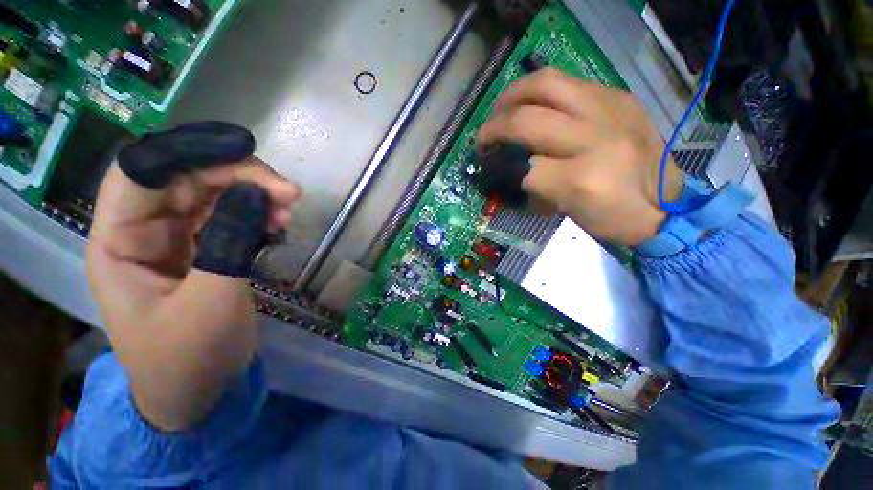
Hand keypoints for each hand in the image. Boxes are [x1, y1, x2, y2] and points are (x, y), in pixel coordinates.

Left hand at [86, 122, 299, 430]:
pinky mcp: (209, 249)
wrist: (201, 391)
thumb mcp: (209, 302)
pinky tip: (281, 224)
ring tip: (291, 210)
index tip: (246, 150)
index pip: (142, 172)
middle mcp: (146, 231)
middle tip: (290, 192)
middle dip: (242, 176)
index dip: (188, 150)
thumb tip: (257, 193)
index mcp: (120, 242)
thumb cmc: (190, 358)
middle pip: (189, 177)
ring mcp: (179, 239)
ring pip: (217, 194)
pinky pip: (235, 216)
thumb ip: (229, 243)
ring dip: (257, 194)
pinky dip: (261, 214)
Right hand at [477, 68, 681, 245]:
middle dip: (494, 127)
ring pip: (545, 84)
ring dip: (512, 96)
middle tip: (483, 138)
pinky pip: (568, 82)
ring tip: (500, 110)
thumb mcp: (568, 212)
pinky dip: (540, 92)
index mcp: (582, 179)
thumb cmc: (613, 218)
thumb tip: (509, 171)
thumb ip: (535, 189)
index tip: (489, 168)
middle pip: (527, 119)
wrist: (666, 204)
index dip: (499, 168)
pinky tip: (534, 105)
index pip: (523, 167)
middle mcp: (595, 138)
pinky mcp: (618, 96)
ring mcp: (610, 109)